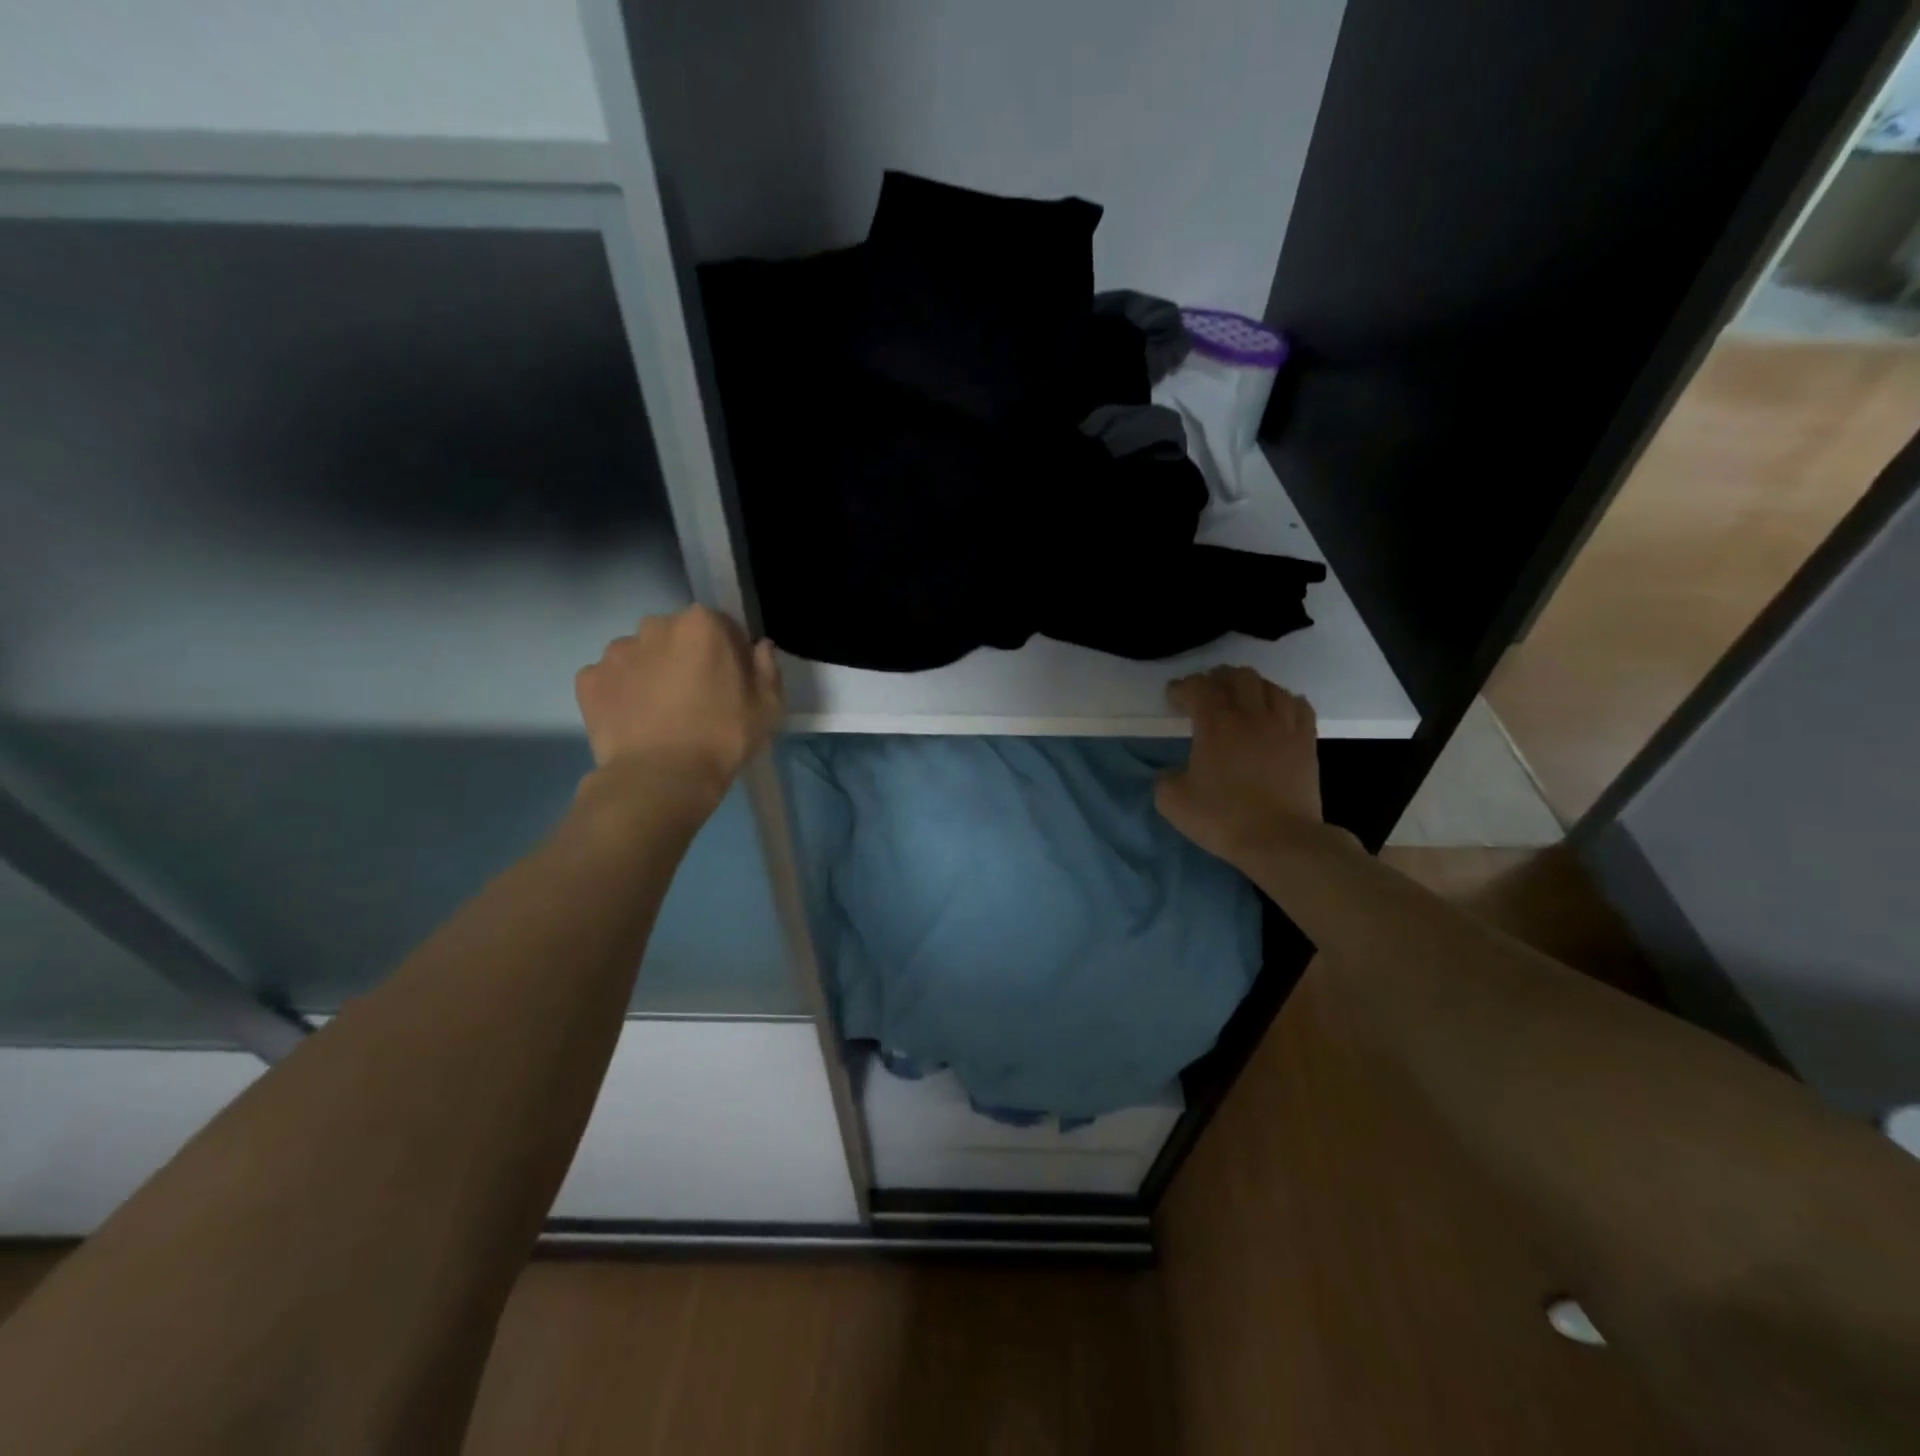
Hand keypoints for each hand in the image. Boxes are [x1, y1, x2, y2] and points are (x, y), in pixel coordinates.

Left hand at [574, 606, 782, 806]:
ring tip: (661, 711)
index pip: (722, 626)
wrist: (661, 778)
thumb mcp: (768, 707)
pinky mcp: (588, 680)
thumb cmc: (723, 737)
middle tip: (697, 697)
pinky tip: (635, 720)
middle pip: (677, 635)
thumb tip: (759, 648)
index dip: (730, 653)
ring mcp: (616, 652)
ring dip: (652, 672)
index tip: (732, 681)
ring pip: (641, 655)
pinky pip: (611, 679)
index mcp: (701, 624)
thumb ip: (767, 668)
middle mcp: (655, 626)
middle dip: (687, 657)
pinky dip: (621, 693)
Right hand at [1155, 666, 1321, 866]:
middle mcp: (1251, 715)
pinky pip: (1298, 704)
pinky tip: (1275, 712)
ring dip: (1250, 686)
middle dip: (1217, 678)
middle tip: (1205, 693)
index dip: (1182, 687)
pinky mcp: (1306, 740)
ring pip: (1269, 685)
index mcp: (1216, 724)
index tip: (1173, 698)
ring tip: (1240, 699)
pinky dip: (1283, 701)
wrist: (1280, 840)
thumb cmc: (1223, 819)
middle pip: (1237, 676)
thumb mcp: (1173, 802)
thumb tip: (1173, 771)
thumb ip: (1165, 778)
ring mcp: (1284, 725)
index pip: (1198, 687)